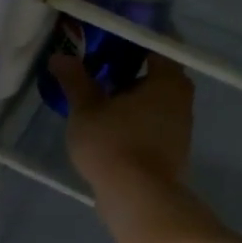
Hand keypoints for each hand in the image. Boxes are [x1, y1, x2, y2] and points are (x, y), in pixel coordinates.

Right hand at [50, 38, 194, 193]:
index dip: (129, 43)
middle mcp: (181, 100)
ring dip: (128, 102)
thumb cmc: (114, 143)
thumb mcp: (86, 109)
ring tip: (96, 104)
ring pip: (152, 104)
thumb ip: (75, 80)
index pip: (154, 47)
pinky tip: (108, 131)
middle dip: (126, 74)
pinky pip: (150, 127)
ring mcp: (180, 129)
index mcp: (168, 80)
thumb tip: (60, 56)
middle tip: (95, 73)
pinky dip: (133, 124)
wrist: (138, 199)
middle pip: (154, 76)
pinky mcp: (172, 154)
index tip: (104, 45)